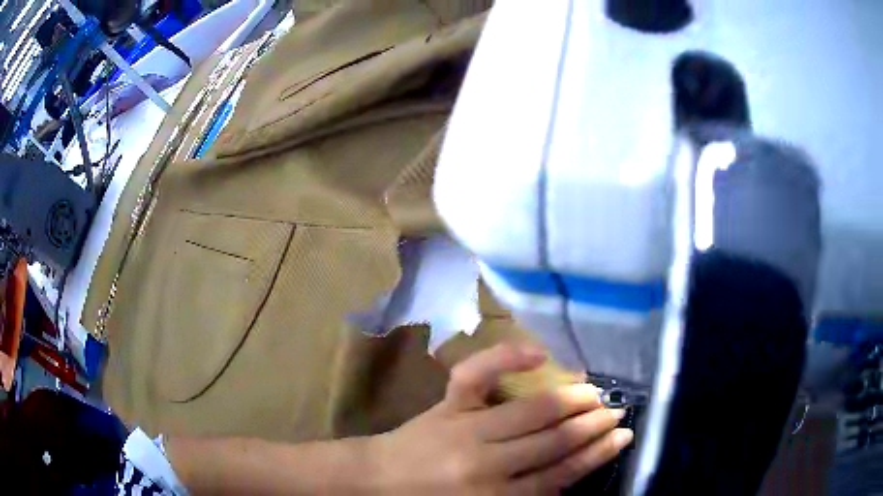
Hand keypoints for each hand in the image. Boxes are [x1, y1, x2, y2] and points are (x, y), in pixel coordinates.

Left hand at [372, 344, 633, 494]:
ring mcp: (465, 427)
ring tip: (597, 394)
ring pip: (531, 411)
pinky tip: (541, 353)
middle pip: (553, 442)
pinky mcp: (446, 405)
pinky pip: (478, 374)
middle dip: (592, 426)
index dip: (596, 455)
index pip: (560, 474)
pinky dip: (508, 357)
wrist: (375, 481)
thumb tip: (568, 477)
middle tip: (618, 412)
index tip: (623, 438)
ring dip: (571, 401)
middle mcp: (486, 463)